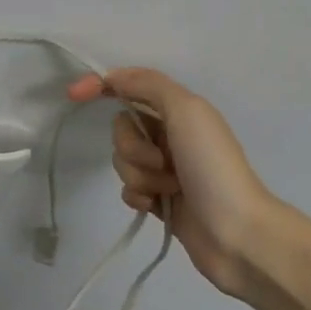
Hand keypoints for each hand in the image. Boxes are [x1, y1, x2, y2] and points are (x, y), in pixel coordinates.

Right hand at [68, 68, 273, 298]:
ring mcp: (165, 169)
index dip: (100, 86)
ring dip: (139, 174)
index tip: (74, 96)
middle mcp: (171, 135)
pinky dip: (138, 196)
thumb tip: (113, 76)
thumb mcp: (186, 111)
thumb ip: (149, 85)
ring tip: (168, 188)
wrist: (236, 233)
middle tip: (161, 161)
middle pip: (122, 128)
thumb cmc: (212, 166)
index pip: (130, 87)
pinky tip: (156, 205)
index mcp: (179, 110)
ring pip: (122, 161)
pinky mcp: (159, 199)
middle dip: (132, 146)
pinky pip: (128, 189)